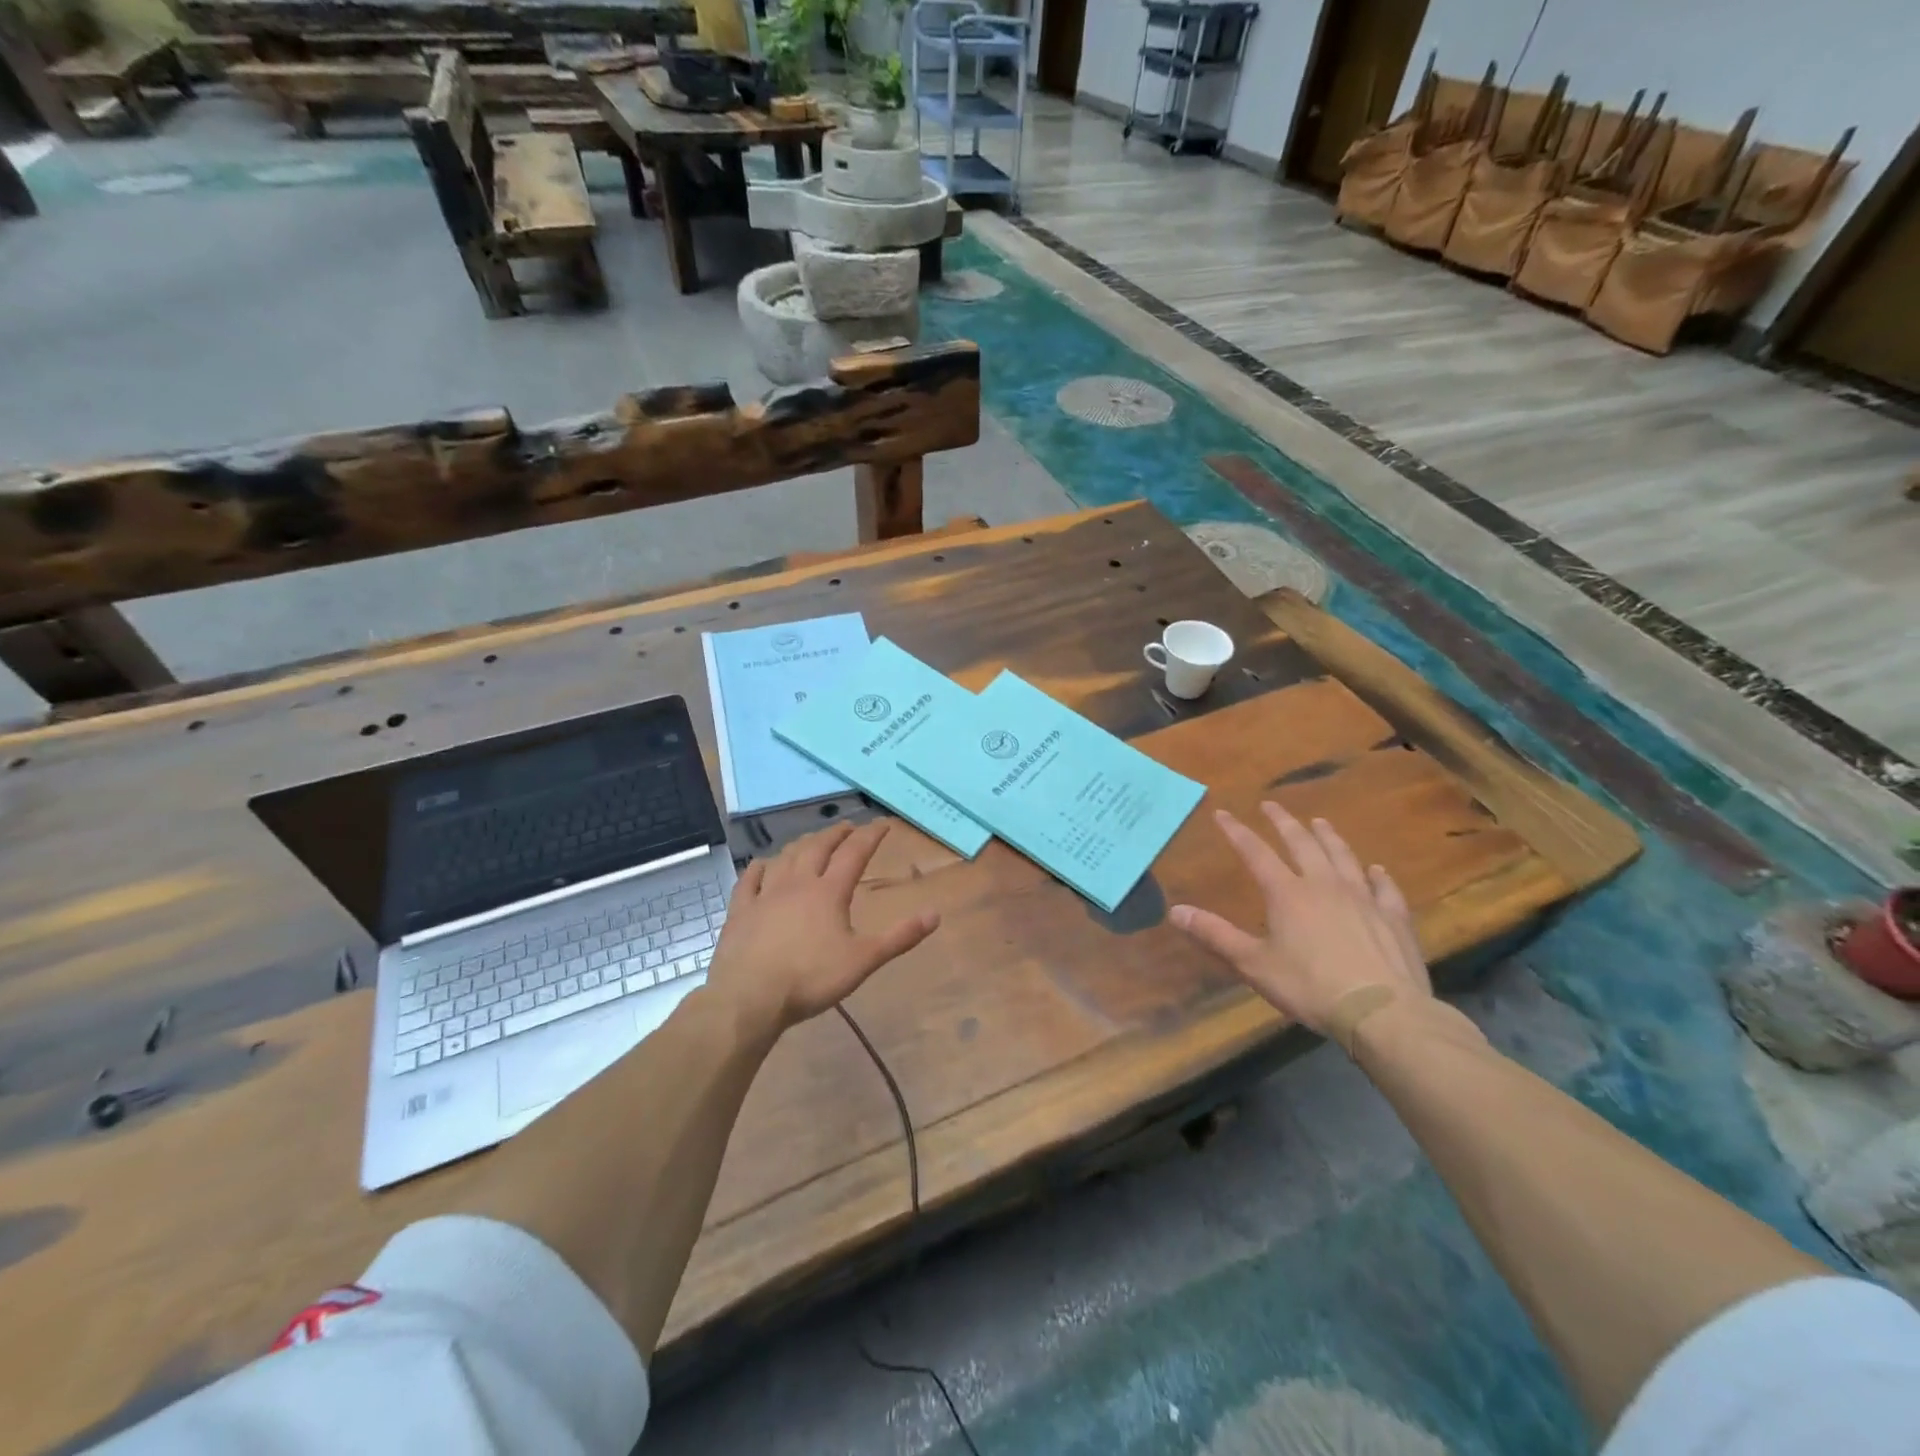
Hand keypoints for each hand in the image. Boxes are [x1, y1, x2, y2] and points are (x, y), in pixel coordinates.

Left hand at [706, 820, 938, 1033]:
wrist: (749, 997)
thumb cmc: (811, 979)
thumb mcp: (863, 960)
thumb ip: (900, 937)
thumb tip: (936, 914)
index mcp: (829, 892)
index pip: (854, 854)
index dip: (870, 836)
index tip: (882, 824)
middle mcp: (798, 884)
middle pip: (818, 849)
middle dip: (835, 834)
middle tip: (847, 827)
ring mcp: (765, 895)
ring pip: (785, 858)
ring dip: (801, 845)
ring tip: (811, 840)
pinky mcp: (740, 912)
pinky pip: (749, 881)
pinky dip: (759, 868)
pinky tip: (761, 864)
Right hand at [1170, 803, 1430, 1036]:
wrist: (1382, 1011)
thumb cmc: (1310, 986)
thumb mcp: (1253, 963)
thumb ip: (1215, 935)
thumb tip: (1175, 910)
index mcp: (1287, 893)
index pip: (1255, 853)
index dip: (1237, 832)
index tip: (1222, 813)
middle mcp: (1324, 885)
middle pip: (1301, 843)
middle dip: (1283, 822)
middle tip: (1272, 805)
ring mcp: (1363, 898)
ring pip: (1343, 856)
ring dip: (1329, 837)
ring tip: (1320, 822)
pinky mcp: (1393, 917)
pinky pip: (1385, 888)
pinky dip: (1378, 875)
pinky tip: (1377, 869)